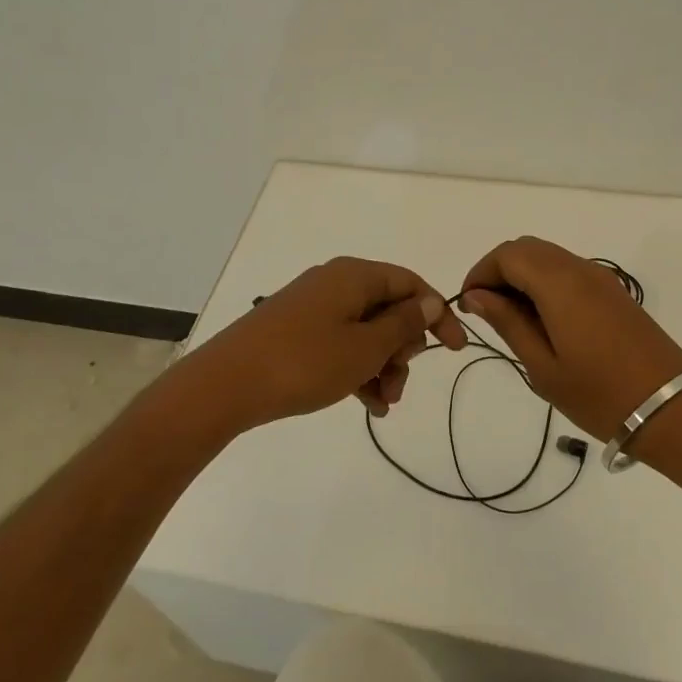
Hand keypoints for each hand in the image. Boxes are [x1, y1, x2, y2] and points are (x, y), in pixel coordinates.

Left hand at [180, 256, 465, 434]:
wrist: (226, 385)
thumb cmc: (305, 362)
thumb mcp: (365, 347)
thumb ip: (404, 324)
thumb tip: (430, 300)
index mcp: (354, 275)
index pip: (410, 283)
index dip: (437, 315)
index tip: (455, 350)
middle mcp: (335, 283)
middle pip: (388, 308)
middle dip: (404, 348)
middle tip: (401, 383)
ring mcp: (313, 307)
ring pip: (365, 331)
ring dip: (382, 365)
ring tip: (385, 403)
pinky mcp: (296, 331)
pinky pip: (340, 343)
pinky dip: (357, 369)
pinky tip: (367, 405)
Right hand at [461, 237, 681, 440]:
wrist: (672, 410)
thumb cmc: (600, 394)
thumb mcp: (543, 366)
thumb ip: (508, 323)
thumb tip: (478, 296)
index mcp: (559, 283)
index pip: (508, 254)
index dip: (481, 272)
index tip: (468, 305)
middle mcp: (580, 269)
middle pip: (527, 248)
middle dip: (499, 270)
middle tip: (486, 311)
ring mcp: (602, 279)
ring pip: (549, 257)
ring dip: (522, 276)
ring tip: (510, 318)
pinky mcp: (615, 293)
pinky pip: (569, 271)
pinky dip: (545, 283)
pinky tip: (542, 320)